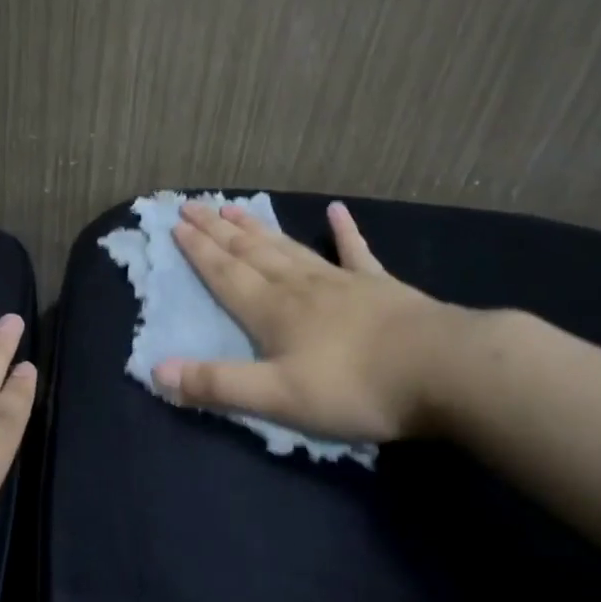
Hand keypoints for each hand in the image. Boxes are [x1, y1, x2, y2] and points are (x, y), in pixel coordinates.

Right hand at [153, 200, 479, 441]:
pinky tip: (337, 211)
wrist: (443, 370)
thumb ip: (217, 384)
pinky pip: (355, 252)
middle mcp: (299, 287)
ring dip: (259, 228)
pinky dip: (344, 232)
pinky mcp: (380, 287)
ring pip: (289, 248)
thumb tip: (157, 372)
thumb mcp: (277, 397)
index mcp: (272, 311)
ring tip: (235, 208)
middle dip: (218, 230)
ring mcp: (341, 282)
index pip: (225, 274)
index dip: (198, 250)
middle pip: (251, 252)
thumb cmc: (354, 388)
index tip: (176, 223)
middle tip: (194, 204)